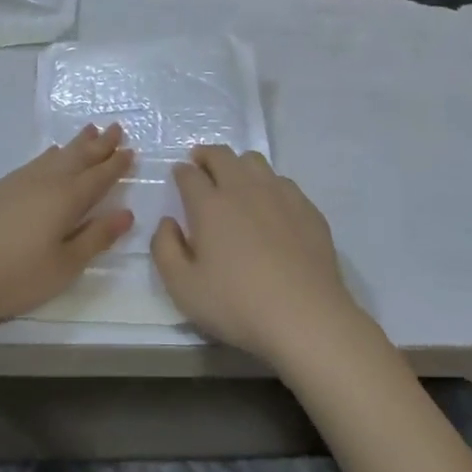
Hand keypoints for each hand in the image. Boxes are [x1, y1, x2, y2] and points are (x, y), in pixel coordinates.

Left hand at [0, 124, 133, 336]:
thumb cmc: (13, 275)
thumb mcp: (63, 266)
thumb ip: (95, 238)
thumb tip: (126, 213)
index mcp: (67, 198)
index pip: (99, 176)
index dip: (117, 164)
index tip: (132, 150)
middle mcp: (45, 181)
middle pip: (78, 157)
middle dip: (100, 144)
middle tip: (116, 127)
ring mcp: (17, 182)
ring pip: (55, 156)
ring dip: (75, 144)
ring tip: (89, 131)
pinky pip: (35, 162)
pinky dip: (49, 156)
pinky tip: (48, 156)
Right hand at [151, 146, 363, 366]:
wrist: (305, 316)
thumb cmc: (237, 304)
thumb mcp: (183, 288)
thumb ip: (164, 249)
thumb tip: (167, 222)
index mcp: (209, 205)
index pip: (189, 174)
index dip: (181, 172)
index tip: (179, 176)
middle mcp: (243, 188)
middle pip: (221, 156)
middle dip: (206, 155)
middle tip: (201, 165)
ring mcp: (279, 194)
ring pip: (254, 161)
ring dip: (238, 165)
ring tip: (235, 181)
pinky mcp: (306, 208)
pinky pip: (282, 182)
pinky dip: (268, 185)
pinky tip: (270, 206)